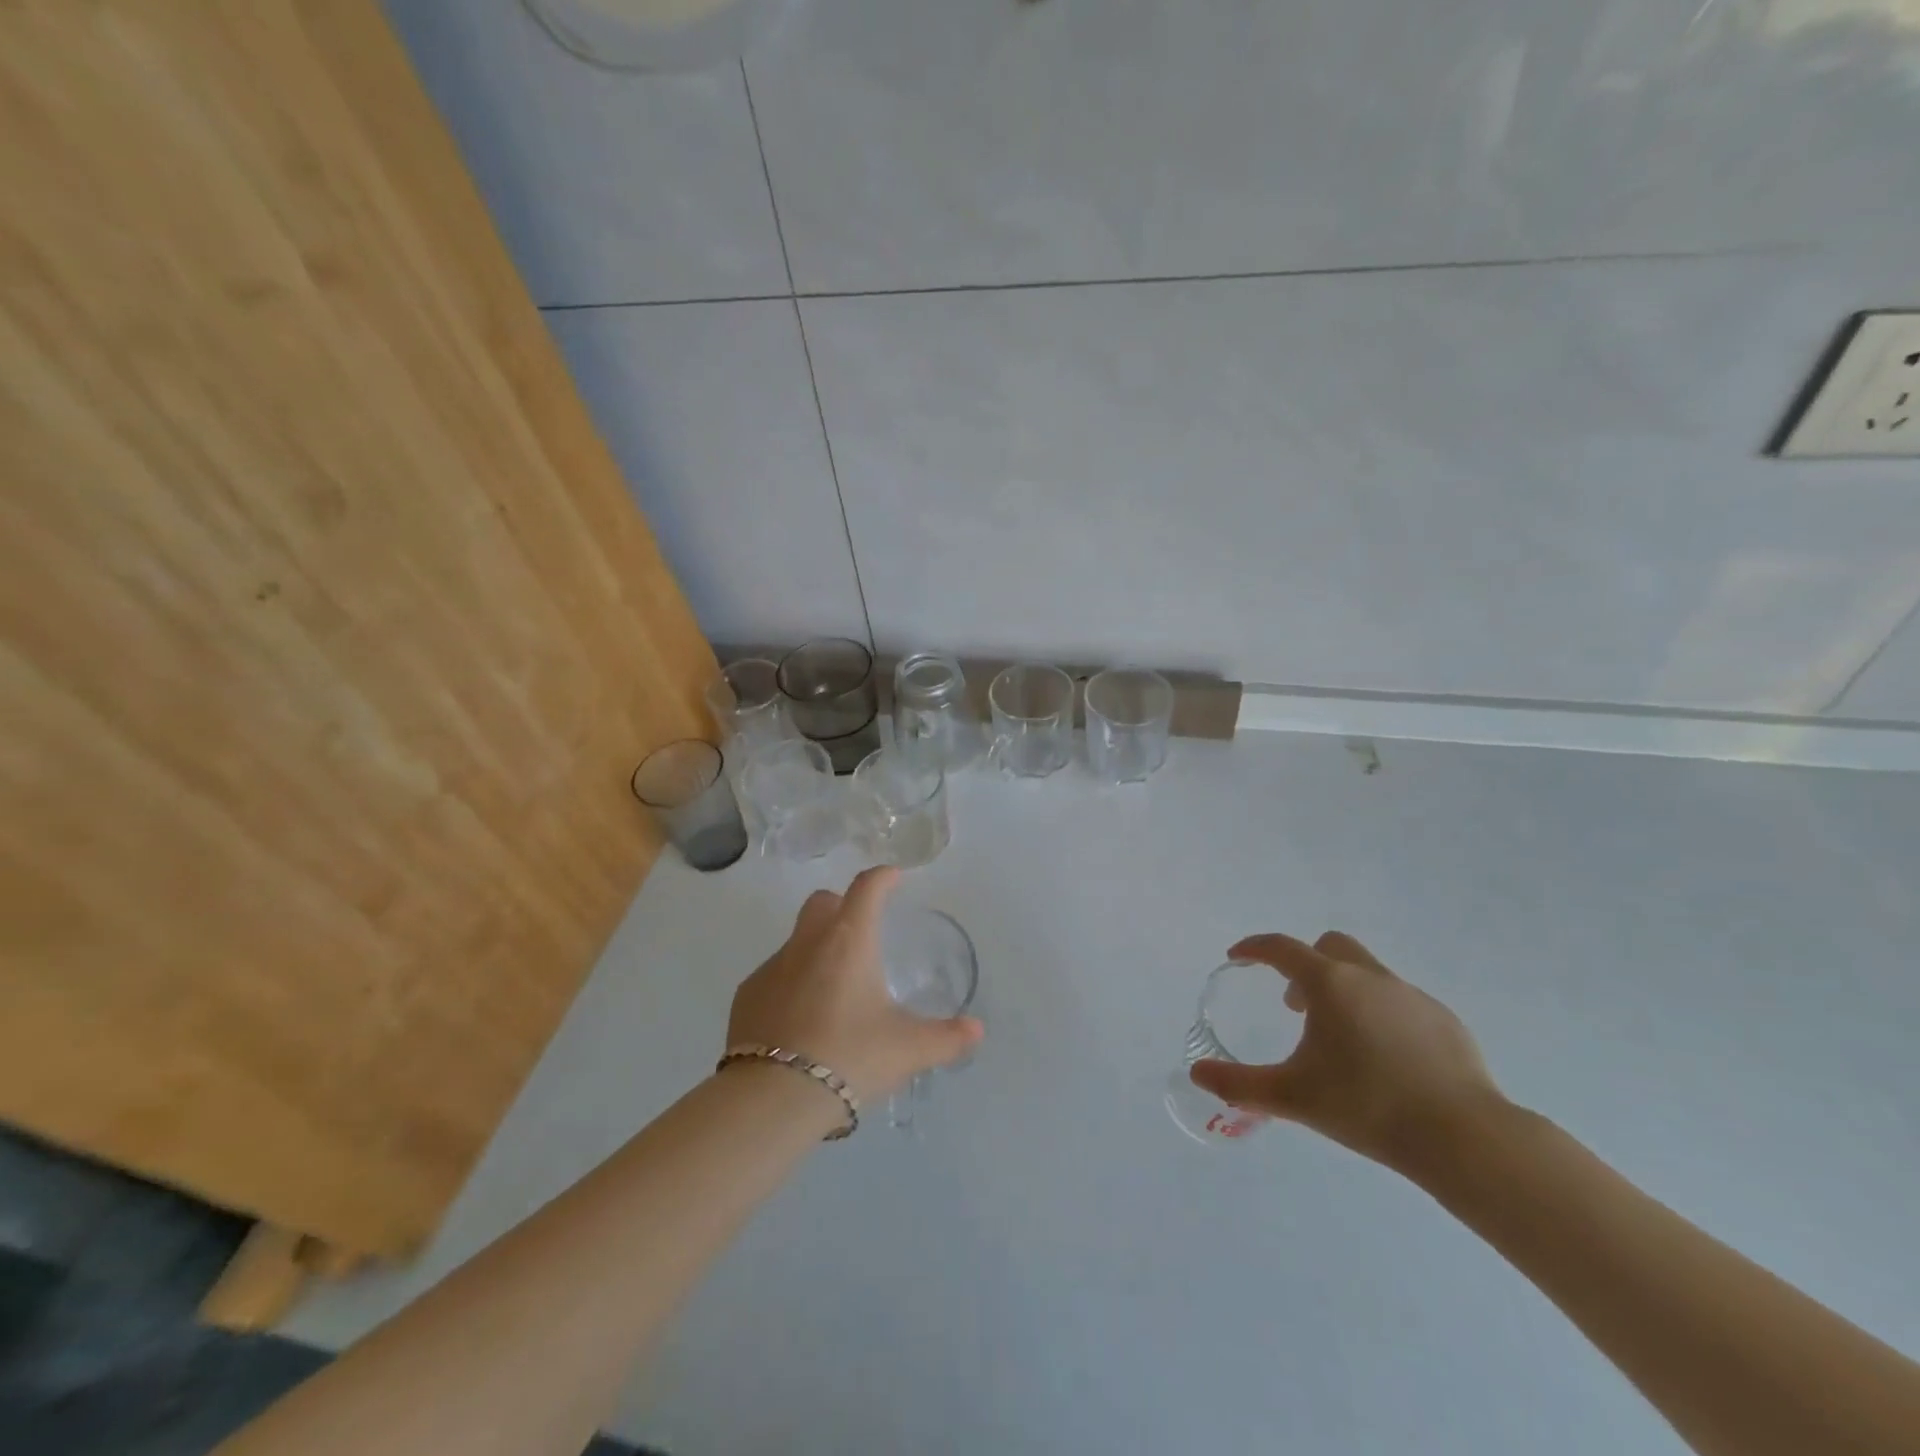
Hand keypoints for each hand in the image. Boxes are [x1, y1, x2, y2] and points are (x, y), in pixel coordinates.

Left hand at [726, 867, 983, 1104]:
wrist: (773, 1097)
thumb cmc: (850, 1056)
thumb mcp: (909, 1049)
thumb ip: (947, 1037)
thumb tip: (976, 1030)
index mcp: (849, 940)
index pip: (867, 888)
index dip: (883, 878)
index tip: (893, 879)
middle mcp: (807, 942)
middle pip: (822, 902)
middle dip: (841, 907)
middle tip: (861, 935)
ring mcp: (771, 968)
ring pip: (796, 942)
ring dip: (816, 952)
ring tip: (834, 994)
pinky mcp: (746, 997)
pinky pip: (774, 977)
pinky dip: (790, 986)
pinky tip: (801, 1023)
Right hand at [1189, 931, 1503, 1170]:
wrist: (1463, 1137)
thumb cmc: (1366, 1106)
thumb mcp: (1292, 1097)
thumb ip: (1239, 1084)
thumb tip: (1197, 1074)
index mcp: (1330, 984)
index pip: (1281, 948)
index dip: (1254, 948)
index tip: (1238, 957)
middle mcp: (1370, 977)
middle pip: (1329, 947)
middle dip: (1305, 966)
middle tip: (1295, 1005)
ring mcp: (1412, 996)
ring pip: (1367, 974)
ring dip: (1344, 991)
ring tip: (1340, 1041)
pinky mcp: (1445, 1021)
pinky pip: (1400, 1003)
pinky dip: (1381, 1016)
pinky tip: (1386, 1061)